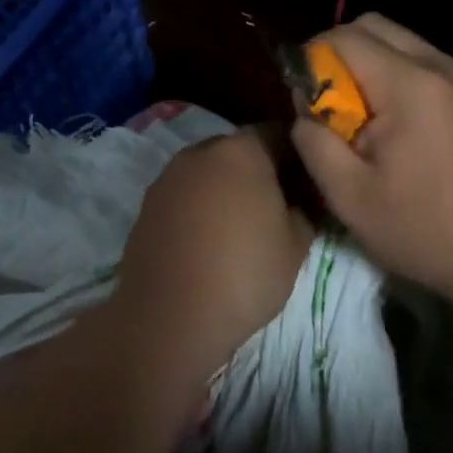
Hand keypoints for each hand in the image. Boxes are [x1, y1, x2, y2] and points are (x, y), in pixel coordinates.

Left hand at [110, 127, 314, 377]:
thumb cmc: (244, 274)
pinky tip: (208, 241)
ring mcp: (169, 177)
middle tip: (276, 206)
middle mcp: (202, 152)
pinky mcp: (147, 205)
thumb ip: (304, 210)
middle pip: (239, 150)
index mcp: (242, 151)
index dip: (296, 156)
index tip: (305, 184)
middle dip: (259, 170)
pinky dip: (199, 207)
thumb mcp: (296, 245)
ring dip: (226, 188)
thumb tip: (298, 201)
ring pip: (209, 172)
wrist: (168, 318)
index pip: (278, 134)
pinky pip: (185, 195)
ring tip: (240, 227)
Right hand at [289, 13, 452, 305]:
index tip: (305, 101)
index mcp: (408, 83)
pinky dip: (394, 75)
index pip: (344, 37)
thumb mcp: (351, 197)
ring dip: (368, 64)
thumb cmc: (426, 229)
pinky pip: (420, 62)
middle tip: (327, 104)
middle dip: (338, 53)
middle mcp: (438, 64)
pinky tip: (392, 124)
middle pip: (373, 26)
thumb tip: (304, 110)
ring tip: (359, 117)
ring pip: (398, 41)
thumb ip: (314, 143)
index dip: (312, 60)